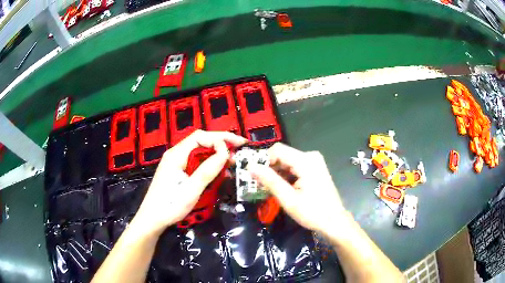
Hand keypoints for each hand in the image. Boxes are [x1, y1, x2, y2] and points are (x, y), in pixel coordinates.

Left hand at [134, 130, 246, 235]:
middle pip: (200, 141)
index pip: (200, 136)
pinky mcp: (177, 171)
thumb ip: (207, 170)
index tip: (236, 148)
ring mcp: (176, 162)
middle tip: (240, 148)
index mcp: (176, 155)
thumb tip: (225, 152)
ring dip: (216, 152)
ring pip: (199, 150)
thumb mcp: (191, 190)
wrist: (152, 219)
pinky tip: (219, 169)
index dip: (219, 138)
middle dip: (220, 142)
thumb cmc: (170, 205)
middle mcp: (175, 154)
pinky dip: (209, 162)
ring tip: (232, 159)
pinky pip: (195, 161)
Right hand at [249, 143, 344, 234]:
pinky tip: (283, 188)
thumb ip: (269, 181)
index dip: (264, 161)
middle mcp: (311, 156)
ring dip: (277, 174)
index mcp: (305, 161)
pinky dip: (286, 175)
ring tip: (270, 190)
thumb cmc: (312, 212)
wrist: (334, 221)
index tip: (256, 177)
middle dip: (270, 169)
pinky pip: (295, 166)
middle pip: (282, 155)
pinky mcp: (315, 168)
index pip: (277, 150)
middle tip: (261, 186)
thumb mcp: (288, 199)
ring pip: (287, 161)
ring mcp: (314, 162)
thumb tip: (251, 166)